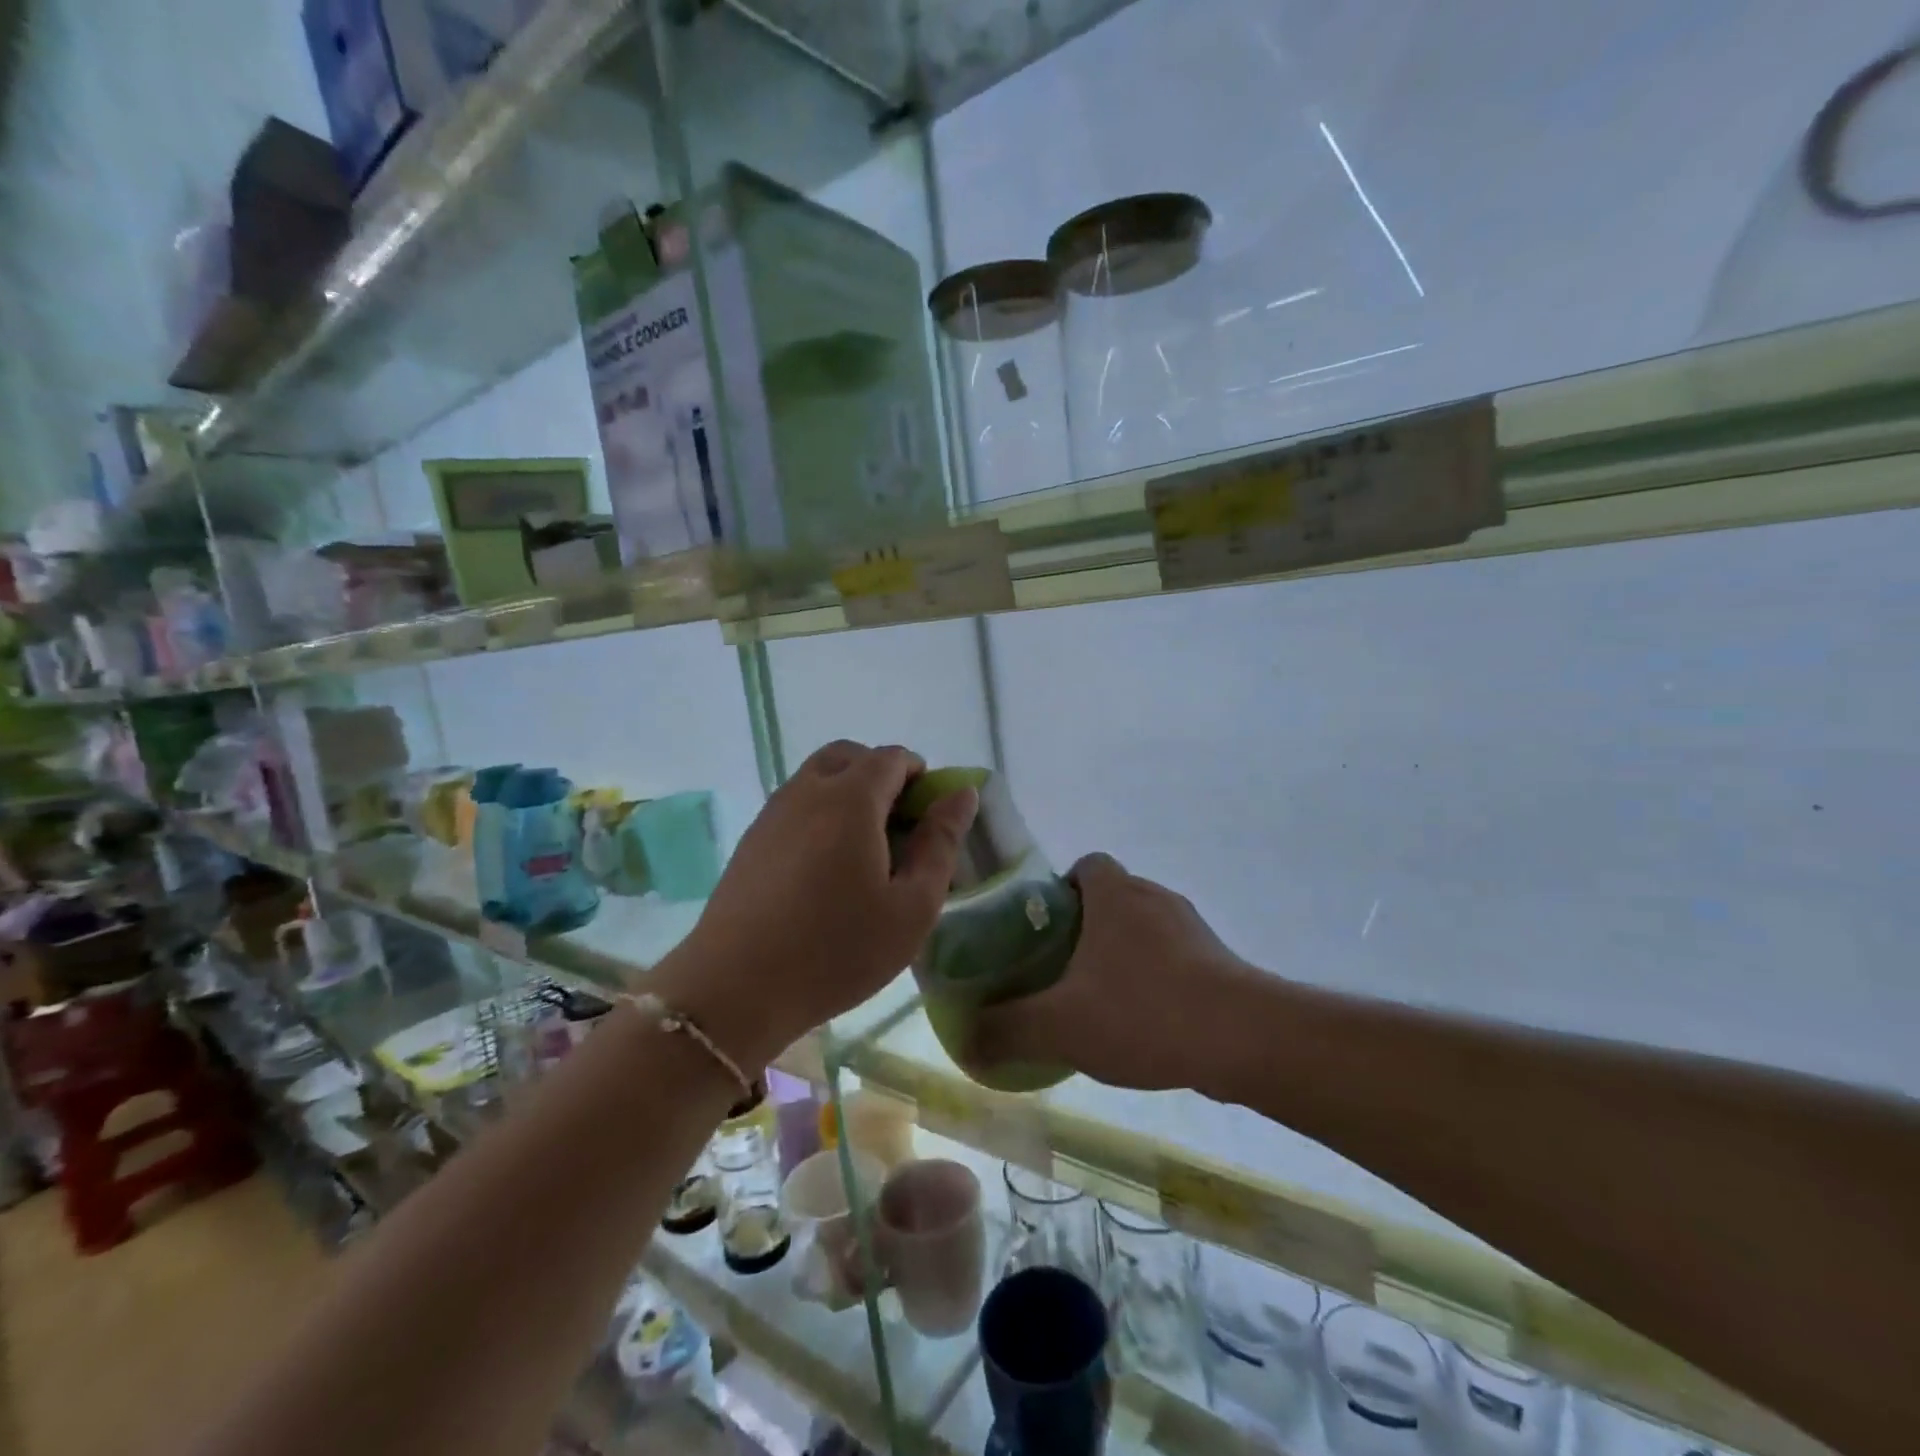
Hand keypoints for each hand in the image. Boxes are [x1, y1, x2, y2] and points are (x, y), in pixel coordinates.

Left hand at [666, 741, 976, 1063]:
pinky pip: (794, 805)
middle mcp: (807, 791)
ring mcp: (772, 813)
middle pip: (849, 756)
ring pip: (817, 777)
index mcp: (850, 799)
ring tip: (863, 852)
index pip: (892, 758)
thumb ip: (941, 843)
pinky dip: (820, 813)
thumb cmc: (837, 950)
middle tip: (898, 828)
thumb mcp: (912, 907)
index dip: (921, 776)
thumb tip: (962, 794)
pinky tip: (824, 870)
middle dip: (882, 775)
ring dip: (848, 793)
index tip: (930, 819)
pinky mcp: (751, 840)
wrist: (734, 990)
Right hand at [970, 853, 1255, 1091]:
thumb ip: (1005, 1030)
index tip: (1043, 930)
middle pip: (1111, 898)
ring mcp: (1192, 928)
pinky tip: (1144, 1024)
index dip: (1059, 890)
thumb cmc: (1144, 1011)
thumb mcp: (1059, 1025)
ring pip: (1143, 930)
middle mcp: (1154, 897)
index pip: (1084, 865)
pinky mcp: (1219, 961)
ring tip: (1099, 1003)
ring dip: (1121, 957)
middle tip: (1060, 972)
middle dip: (1085, 929)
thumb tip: (963, 1040)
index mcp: (1115, 894)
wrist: (1245, 1040)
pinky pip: (1174, 959)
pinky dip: (1154, 980)